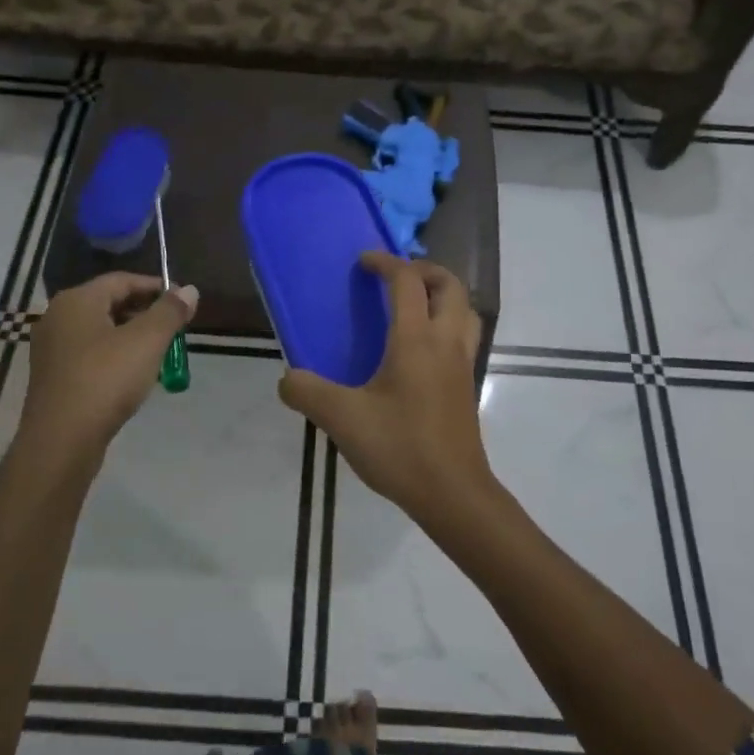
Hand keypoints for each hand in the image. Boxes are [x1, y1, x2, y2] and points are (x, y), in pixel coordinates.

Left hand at [15, 273, 198, 467]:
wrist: (61, 441)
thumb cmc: (105, 380)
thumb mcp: (147, 341)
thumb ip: (170, 312)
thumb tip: (189, 290)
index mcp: (76, 301)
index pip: (122, 280)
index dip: (156, 288)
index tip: (183, 303)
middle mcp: (58, 318)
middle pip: (110, 304)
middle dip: (146, 314)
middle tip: (174, 330)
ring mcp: (52, 349)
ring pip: (101, 331)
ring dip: (132, 337)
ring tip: (159, 353)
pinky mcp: (53, 377)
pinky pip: (90, 355)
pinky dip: (114, 356)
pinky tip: (133, 375)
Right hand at [279, 252, 491, 521]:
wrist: (452, 493)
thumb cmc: (400, 448)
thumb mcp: (342, 419)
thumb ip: (307, 393)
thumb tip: (287, 379)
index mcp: (416, 340)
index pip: (407, 282)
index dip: (386, 263)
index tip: (364, 262)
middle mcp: (445, 342)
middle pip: (450, 285)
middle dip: (424, 270)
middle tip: (396, 277)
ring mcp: (462, 364)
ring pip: (465, 310)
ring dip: (443, 295)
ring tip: (414, 304)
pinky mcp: (466, 385)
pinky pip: (464, 336)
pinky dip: (448, 323)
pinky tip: (421, 349)